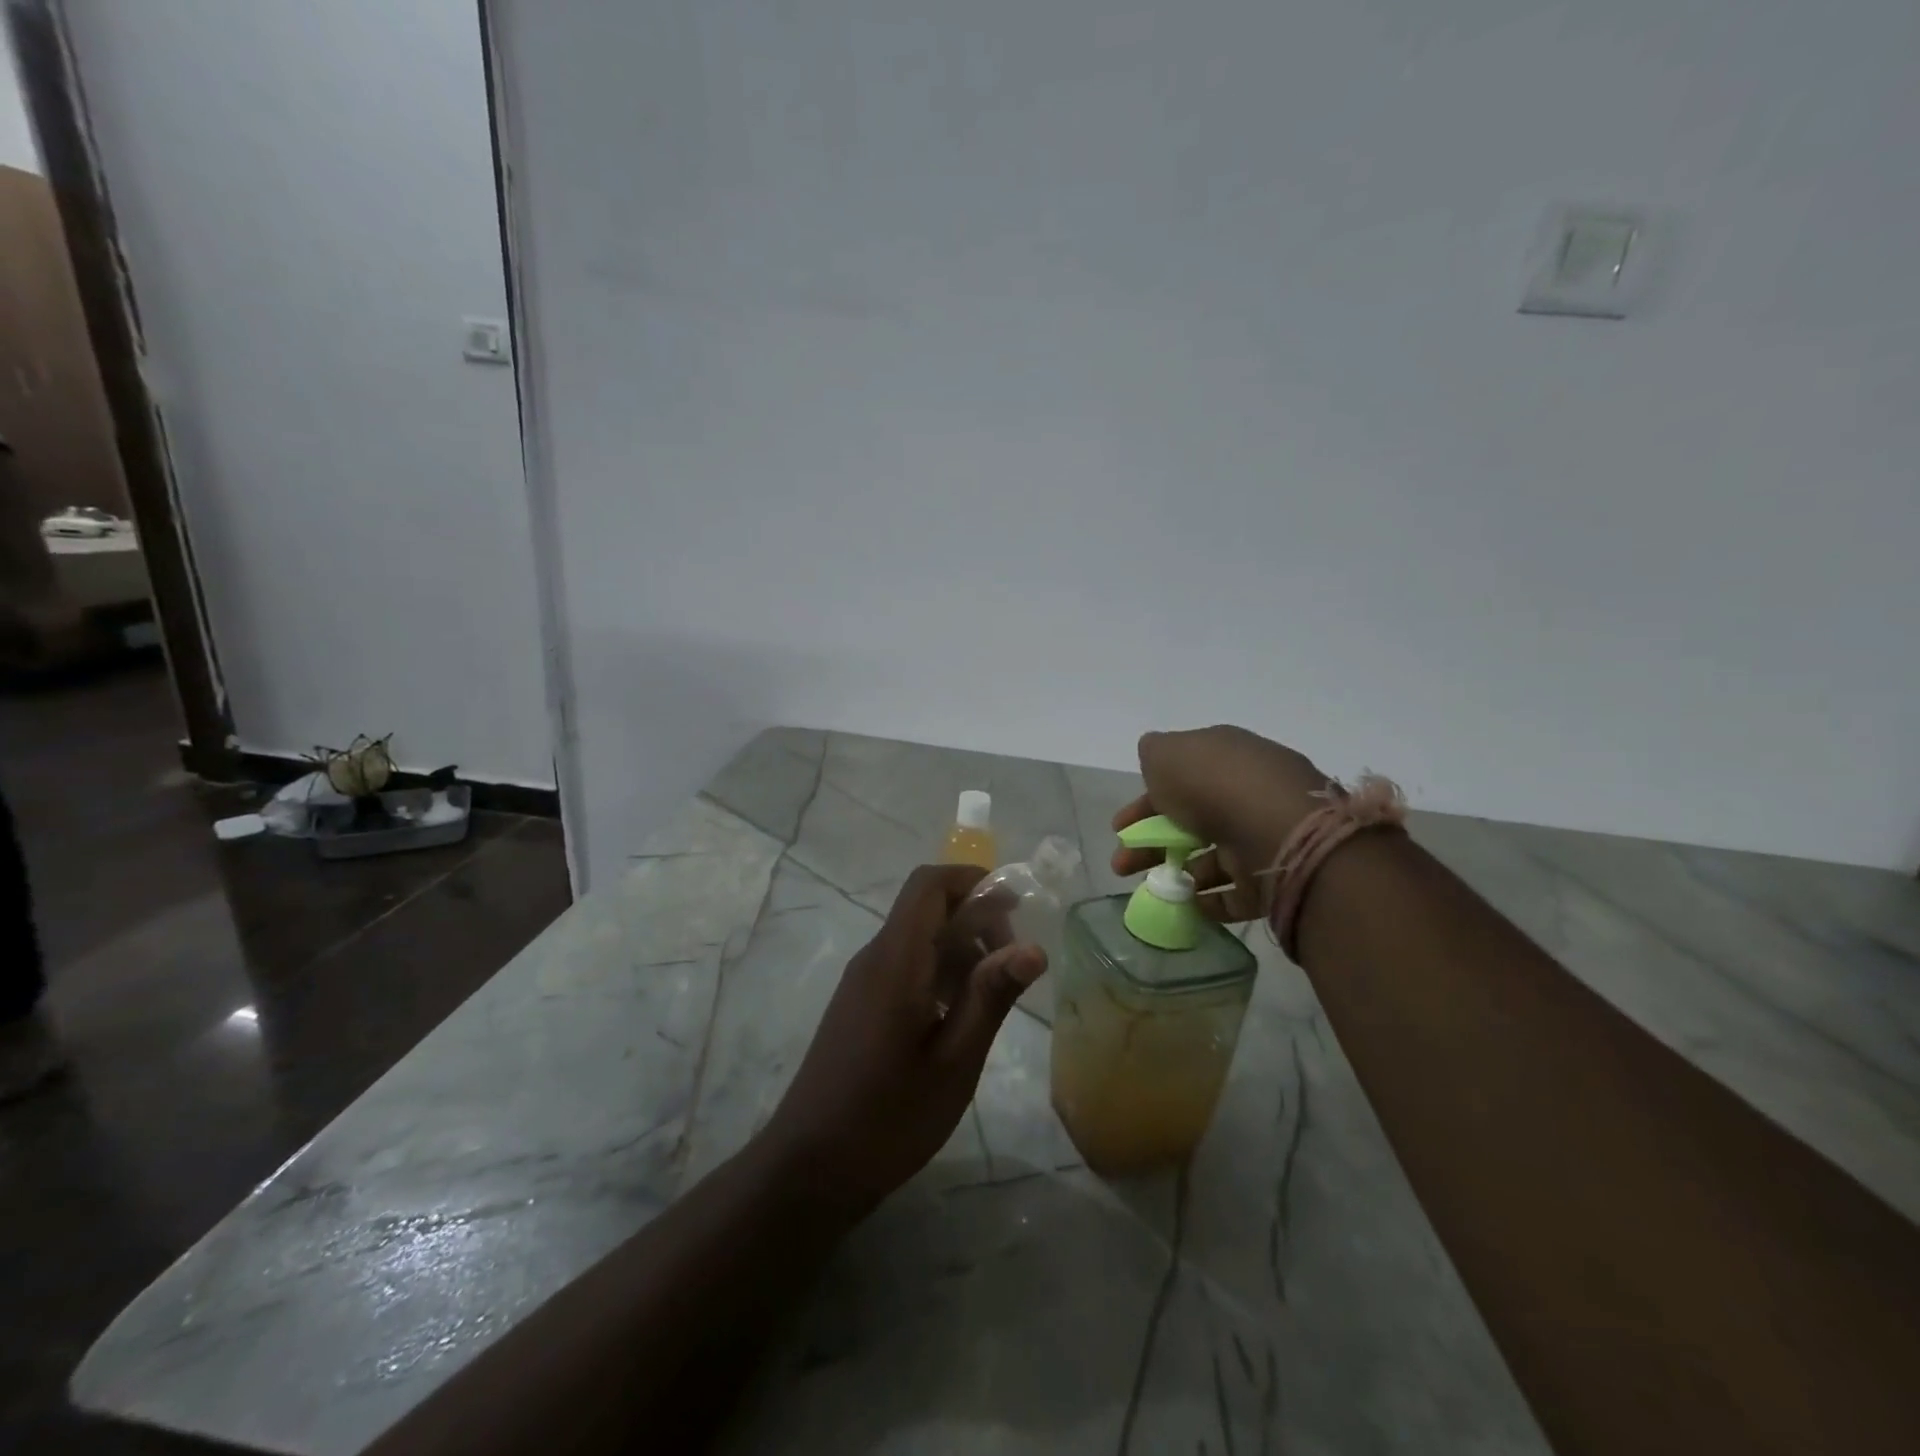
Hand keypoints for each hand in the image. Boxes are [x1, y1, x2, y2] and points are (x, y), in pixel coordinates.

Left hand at [759, 864, 1045, 1214]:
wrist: (809, 1168)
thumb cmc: (888, 1117)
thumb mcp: (954, 1061)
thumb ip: (991, 997)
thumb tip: (1034, 947)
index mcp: (896, 960)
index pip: (929, 885)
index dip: (972, 880)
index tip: (1014, 907)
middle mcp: (875, 957)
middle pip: (926, 908)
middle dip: (975, 919)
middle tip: (1011, 963)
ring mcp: (863, 981)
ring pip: (917, 938)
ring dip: (959, 949)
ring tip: (993, 996)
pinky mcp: (859, 1004)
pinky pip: (904, 965)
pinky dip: (938, 973)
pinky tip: (958, 1018)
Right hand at [1113, 726, 1328, 923]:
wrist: (1276, 830)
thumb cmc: (1213, 784)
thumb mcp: (1167, 754)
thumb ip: (1154, 753)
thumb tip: (1156, 757)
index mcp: (1225, 756)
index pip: (1180, 778)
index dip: (1146, 802)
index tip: (1119, 828)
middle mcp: (1246, 792)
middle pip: (1192, 819)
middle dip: (1152, 842)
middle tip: (1123, 865)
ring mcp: (1263, 835)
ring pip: (1212, 856)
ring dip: (1178, 872)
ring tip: (1153, 889)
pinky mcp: (1275, 876)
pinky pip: (1236, 891)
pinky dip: (1210, 900)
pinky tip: (1187, 904)